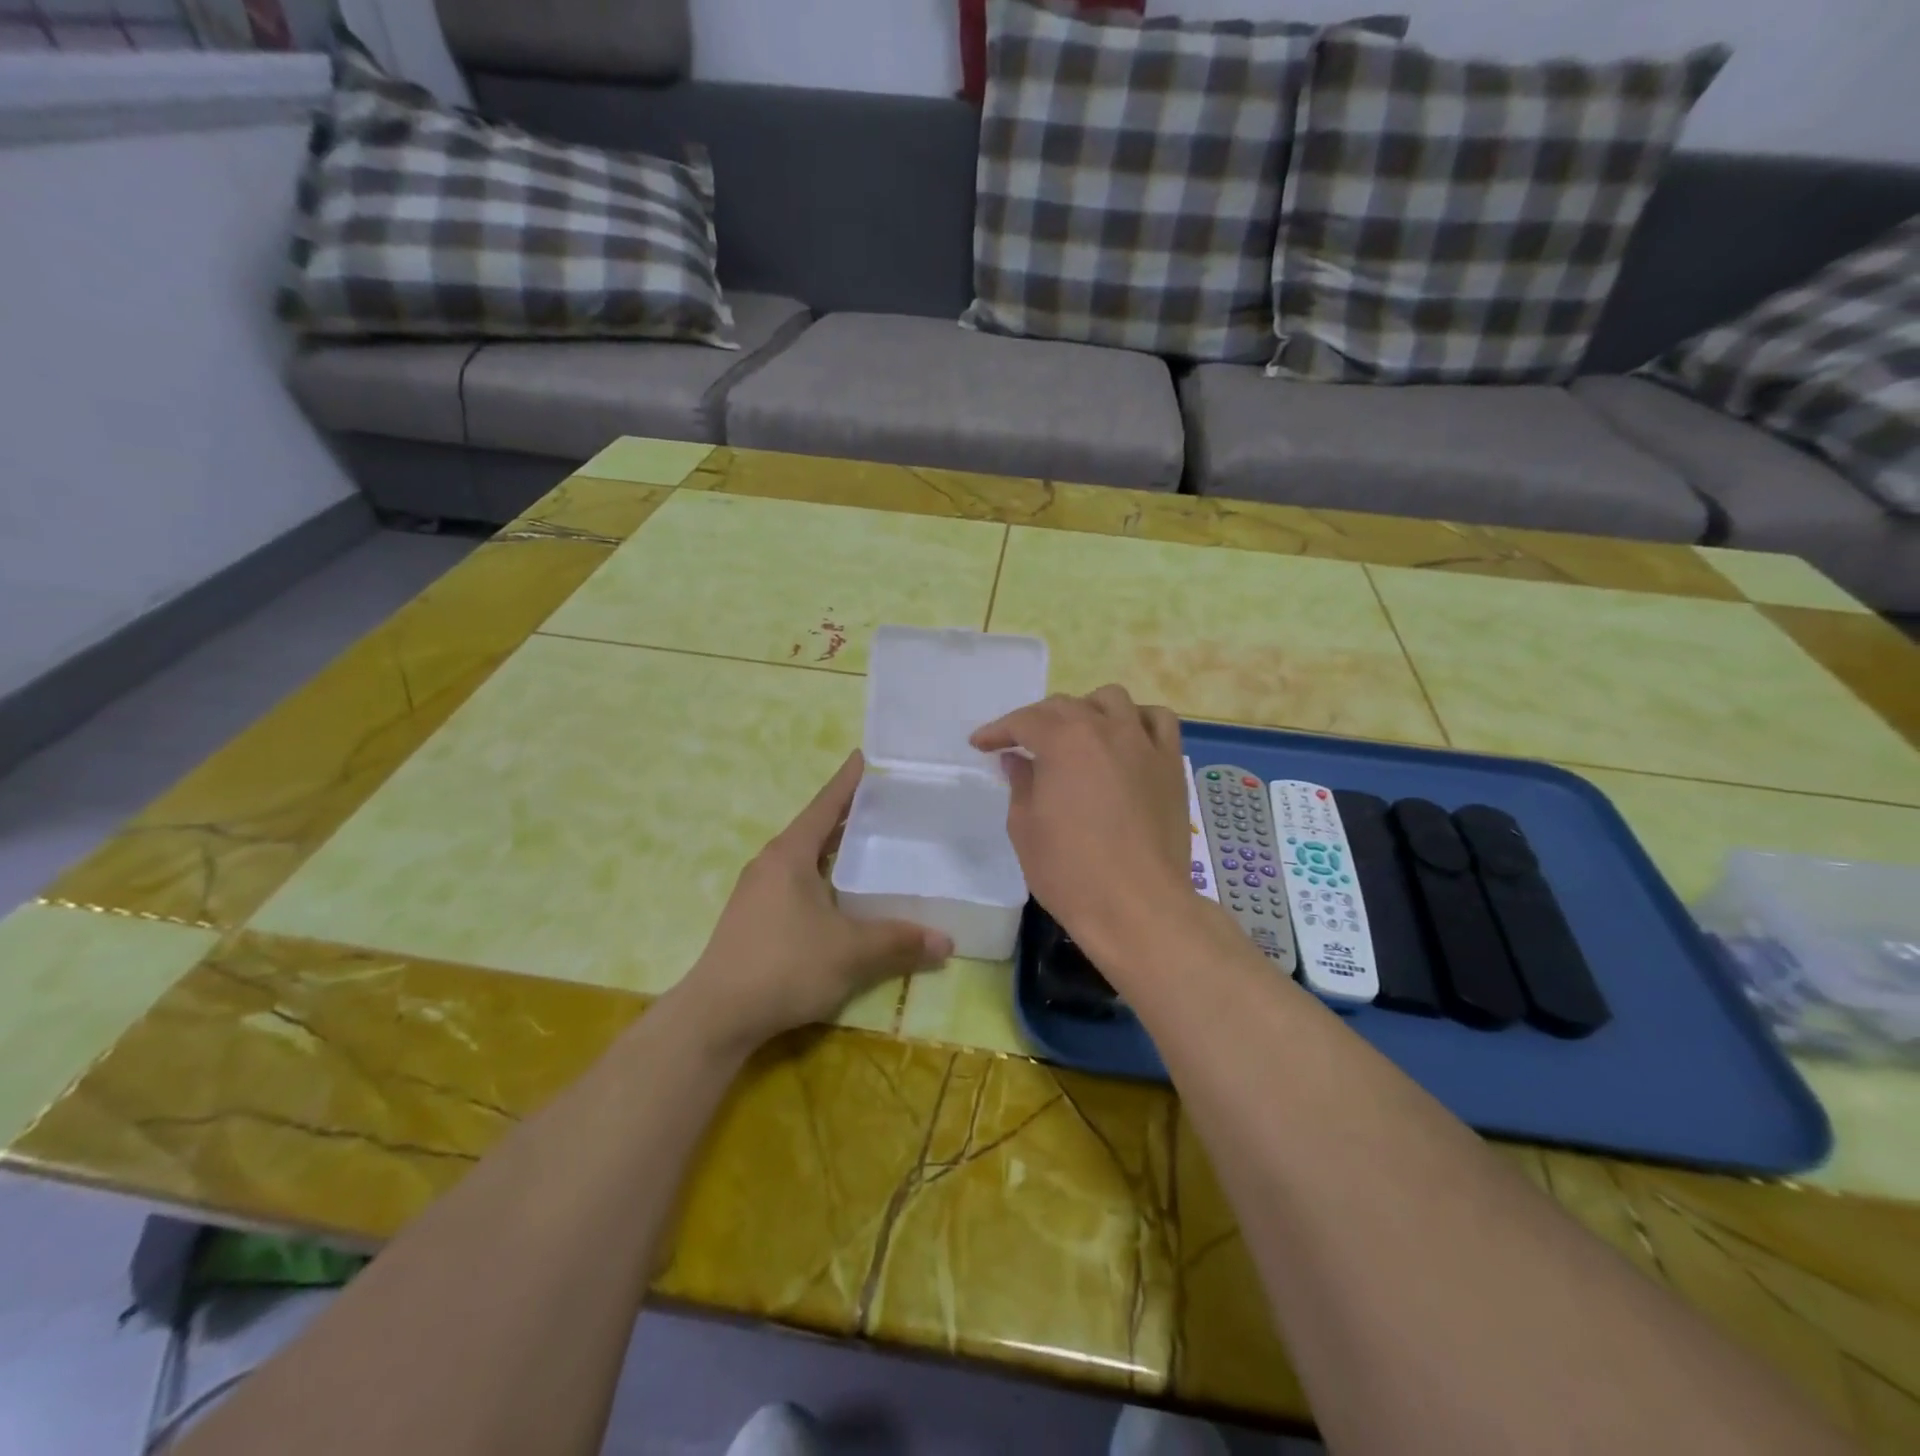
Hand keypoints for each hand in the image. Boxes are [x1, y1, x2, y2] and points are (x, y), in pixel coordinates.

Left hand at [671, 751, 953, 1056]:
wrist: (717, 1016)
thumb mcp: (850, 952)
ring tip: (870, 845)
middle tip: (885, 805)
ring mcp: (758, 891)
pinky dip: (823, 876)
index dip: (848, 781)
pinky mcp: (754, 918)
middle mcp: (770, 864)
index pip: (825, 805)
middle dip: (848, 815)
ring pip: (805, 858)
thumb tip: (947, 941)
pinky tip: (842, 894)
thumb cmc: (785, 966)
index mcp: (790, 854)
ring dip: (834, 849)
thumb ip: (899, 941)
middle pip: (815, 828)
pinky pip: (796, 881)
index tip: (865, 756)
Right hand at [970, 685, 1192, 948]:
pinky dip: (1136, 719)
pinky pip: (1157, 721)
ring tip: (1075, 734)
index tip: (981, 744)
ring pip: (1112, 700)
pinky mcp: (1170, 764)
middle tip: (1020, 745)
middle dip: (1036, 720)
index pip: (1024, 721)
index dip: (998, 731)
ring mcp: (1143, 743)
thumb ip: (1020, 784)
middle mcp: (1105, 729)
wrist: (1137, 906)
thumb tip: (1018, 760)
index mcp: (1063, 742)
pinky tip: (1125, 738)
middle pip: (1065, 706)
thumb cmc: (1070, 872)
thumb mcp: (1025, 828)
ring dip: (1086, 709)